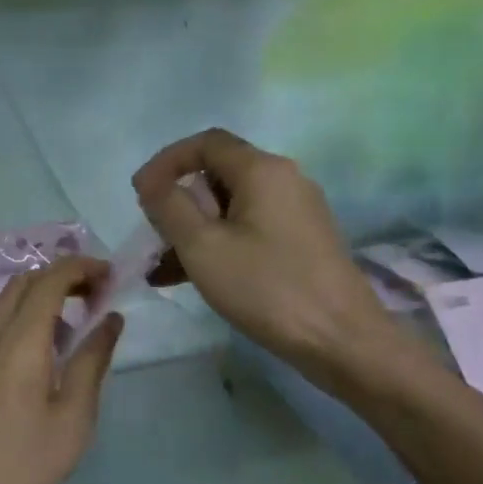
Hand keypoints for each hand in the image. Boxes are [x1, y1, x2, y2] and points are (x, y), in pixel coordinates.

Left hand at [0, 257, 122, 483]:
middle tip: (96, 298)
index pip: (51, 278)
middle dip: (63, 277)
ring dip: (42, 299)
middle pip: (25, 282)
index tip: (111, 276)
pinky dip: (23, 320)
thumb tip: (111, 319)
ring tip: (74, 331)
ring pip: (7, 303)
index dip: (82, 267)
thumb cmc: (22, 464)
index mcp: (20, 339)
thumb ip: (93, 361)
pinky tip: (41, 360)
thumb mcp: (73, 417)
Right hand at [133, 128, 397, 396]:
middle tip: (153, 236)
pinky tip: (192, 279)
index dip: (167, 161)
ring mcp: (297, 212)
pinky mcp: (302, 242)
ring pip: (232, 208)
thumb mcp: (203, 247)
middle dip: (179, 202)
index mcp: (262, 170)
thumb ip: (169, 207)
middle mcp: (284, 180)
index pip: (206, 143)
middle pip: (218, 175)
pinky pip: (249, 231)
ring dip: (194, 230)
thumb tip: (151, 181)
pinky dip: (219, 245)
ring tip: (162, 267)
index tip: (140, 194)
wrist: (342, 340)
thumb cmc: (267, 288)